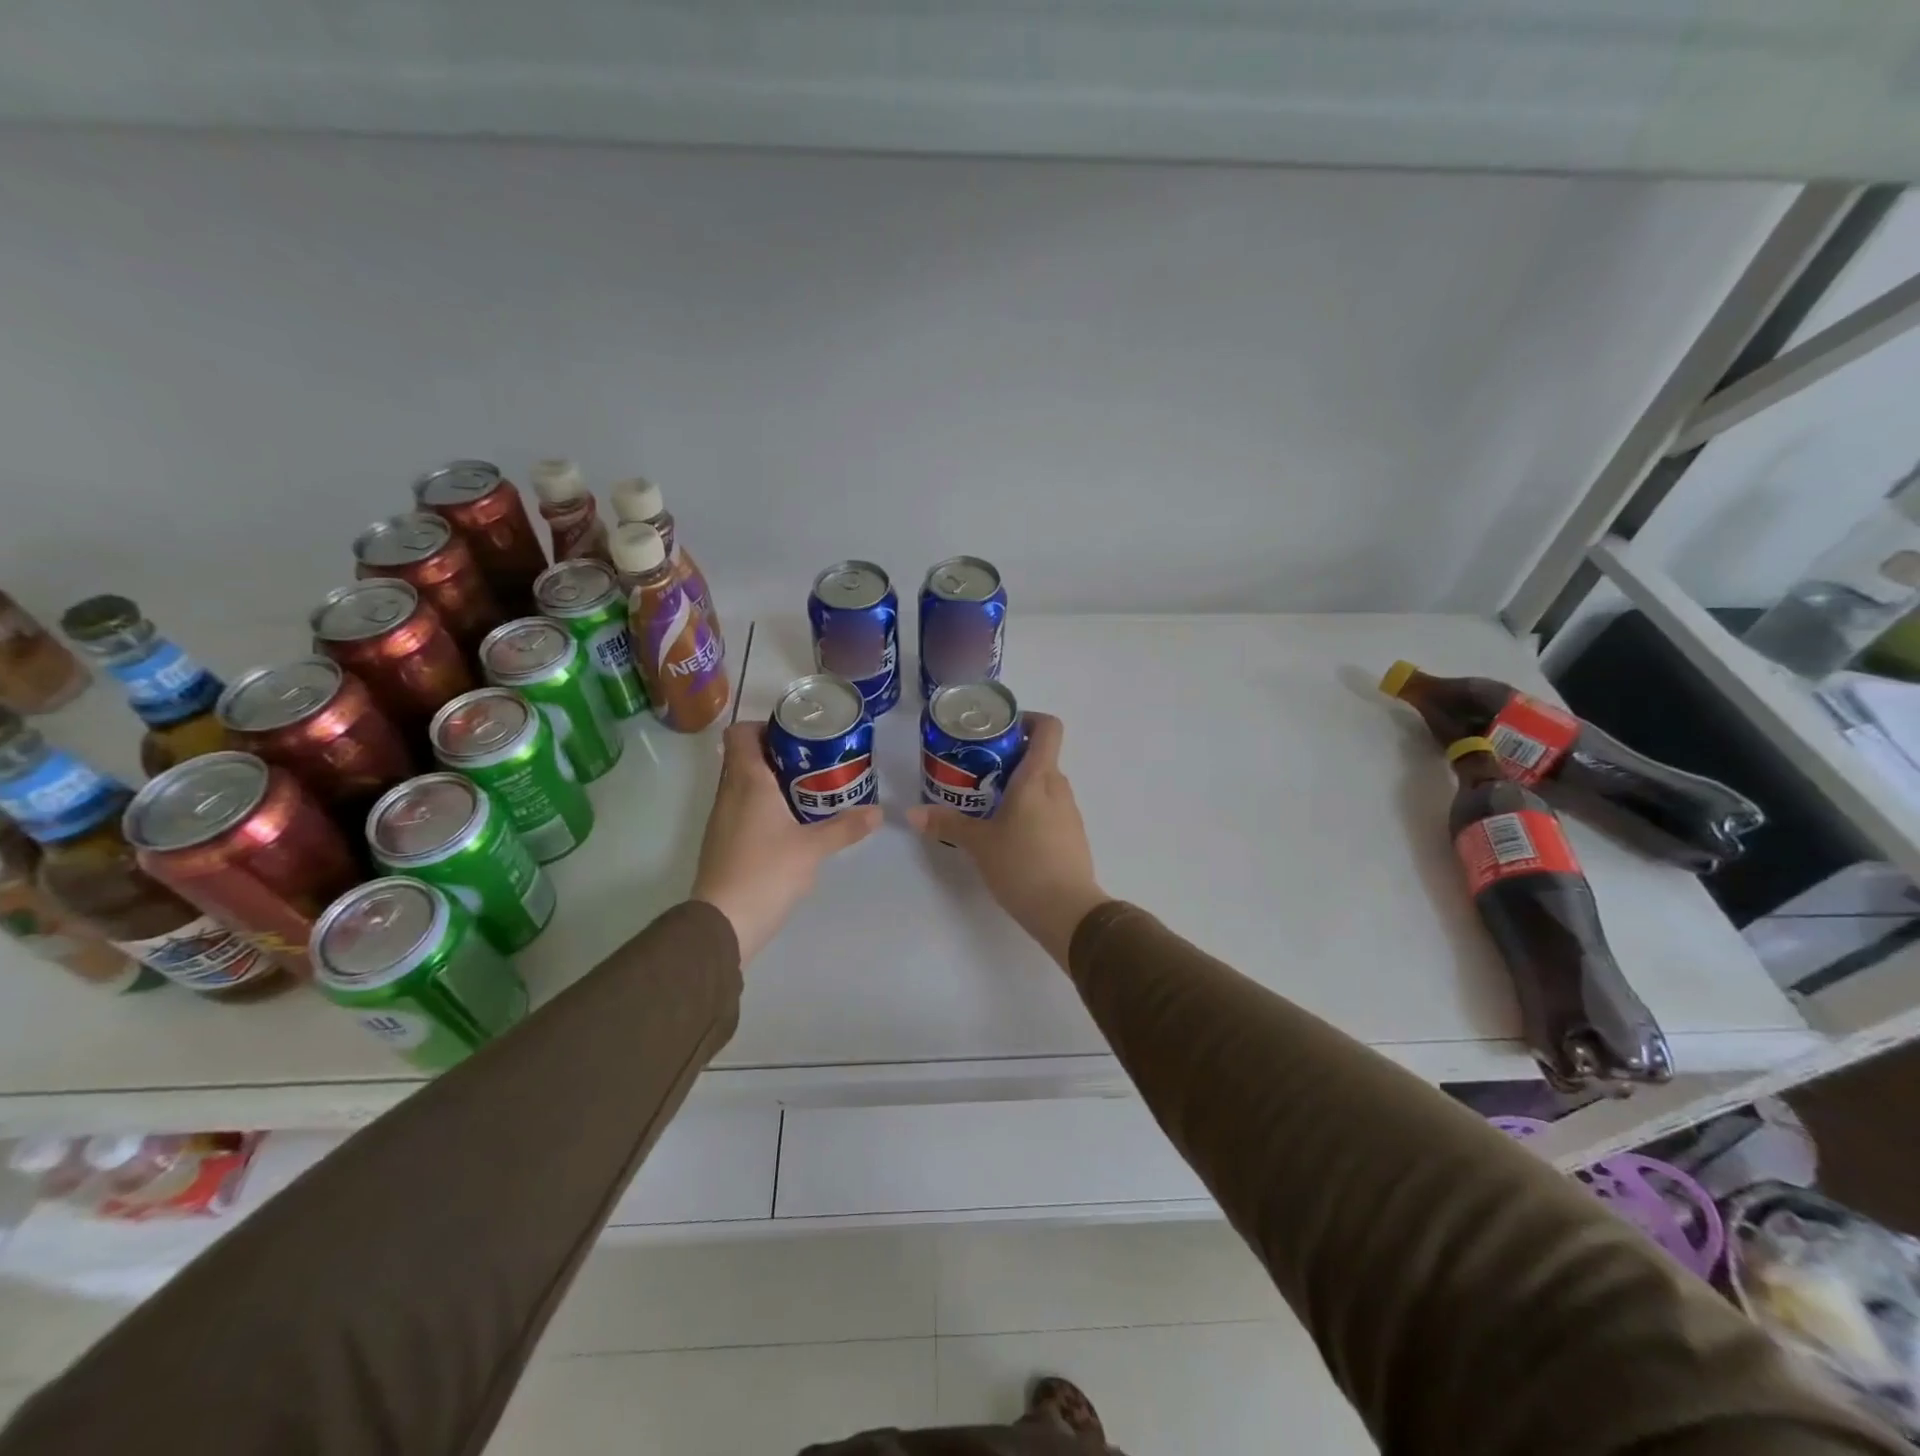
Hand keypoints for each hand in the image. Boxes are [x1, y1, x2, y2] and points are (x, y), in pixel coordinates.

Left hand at [691, 721, 880, 962]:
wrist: (723, 922)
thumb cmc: (766, 872)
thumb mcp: (813, 848)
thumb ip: (845, 827)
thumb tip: (879, 812)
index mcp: (747, 781)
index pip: (740, 734)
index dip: (763, 727)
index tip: (795, 736)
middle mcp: (728, 793)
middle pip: (743, 757)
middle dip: (776, 753)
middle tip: (813, 761)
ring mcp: (721, 819)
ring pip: (741, 784)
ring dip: (769, 780)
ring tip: (806, 789)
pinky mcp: (722, 842)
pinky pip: (740, 808)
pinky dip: (761, 805)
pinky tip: (788, 823)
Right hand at [906, 713, 1107, 967]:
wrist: (1067, 911)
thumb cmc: (1022, 865)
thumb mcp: (978, 844)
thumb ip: (947, 824)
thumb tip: (912, 814)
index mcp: (1038, 777)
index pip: (1048, 728)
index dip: (1028, 720)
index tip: (1000, 732)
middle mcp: (1059, 787)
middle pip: (1041, 756)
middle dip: (1011, 759)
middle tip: (978, 772)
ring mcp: (1070, 812)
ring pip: (1045, 785)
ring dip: (1020, 787)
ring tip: (988, 804)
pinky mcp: (1073, 836)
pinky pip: (1051, 809)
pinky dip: (1031, 810)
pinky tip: (1009, 834)